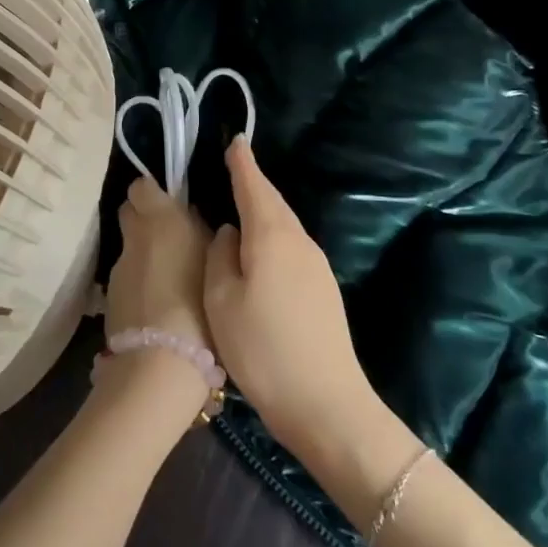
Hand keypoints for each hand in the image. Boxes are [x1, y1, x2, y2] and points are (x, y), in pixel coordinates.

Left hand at [99, 177, 215, 423]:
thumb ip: (200, 232)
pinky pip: (126, 279)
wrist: (162, 360)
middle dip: (144, 219)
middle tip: (169, 238)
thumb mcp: (215, 260)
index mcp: (160, 217)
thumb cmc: (200, 302)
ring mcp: (118, 266)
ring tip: (169, 279)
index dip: (152, 192)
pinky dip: (139, 284)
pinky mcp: (109, 297)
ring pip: (129, 248)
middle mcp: (134, 235)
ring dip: (143, 255)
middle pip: (129, 212)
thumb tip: (191, 217)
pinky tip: (157, 305)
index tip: (169, 204)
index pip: (141, 186)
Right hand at [204, 138, 377, 461]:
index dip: (242, 164)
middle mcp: (299, 241)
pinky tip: (259, 251)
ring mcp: (316, 266)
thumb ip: (220, 257)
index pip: (254, 187)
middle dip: (252, 184)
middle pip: (273, 203)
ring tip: (239, 206)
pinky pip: (291, 246)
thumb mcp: (222, 301)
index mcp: (272, 236)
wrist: (327, 405)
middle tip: (232, 168)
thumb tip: (229, 233)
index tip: (235, 141)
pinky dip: (272, 236)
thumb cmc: (263, 349)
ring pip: (283, 225)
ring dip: (263, 211)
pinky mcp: (323, 289)